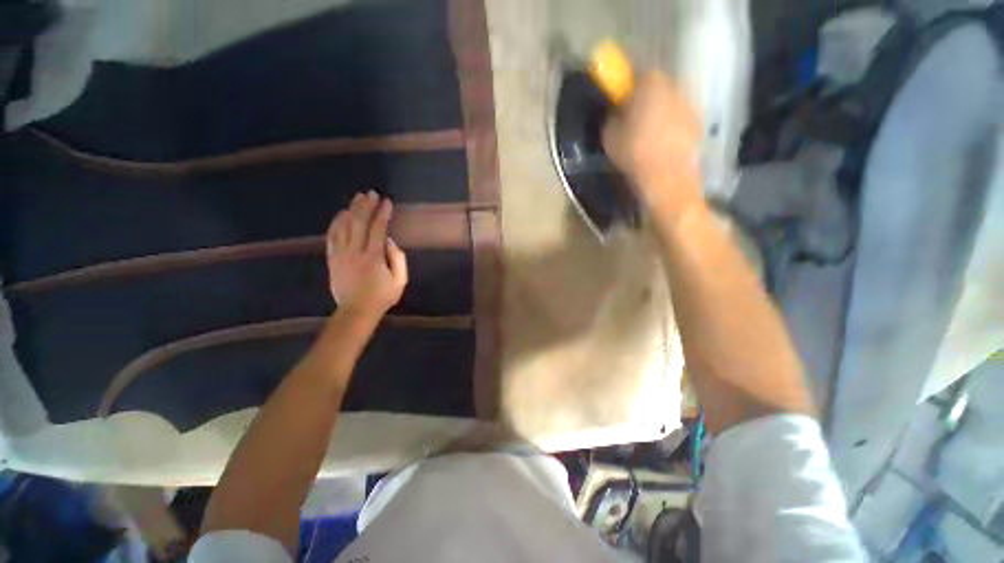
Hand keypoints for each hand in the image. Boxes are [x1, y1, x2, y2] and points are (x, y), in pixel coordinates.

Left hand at [326, 191, 408, 317]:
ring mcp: (341, 255)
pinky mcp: (332, 259)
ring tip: (357, 199)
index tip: (387, 202)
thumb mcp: (400, 281)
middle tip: (370, 193)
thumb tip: (390, 242)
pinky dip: (336, 223)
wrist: (356, 311)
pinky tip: (341, 215)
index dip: (382, 214)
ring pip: (343, 227)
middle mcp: (355, 252)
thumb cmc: (382, 297)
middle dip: (365, 206)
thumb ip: (398, 260)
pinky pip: (332, 236)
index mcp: (373, 257)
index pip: (377, 229)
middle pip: (358, 223)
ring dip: (351, 210)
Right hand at [603, 72, 702, 220]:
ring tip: (647, 136)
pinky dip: (671, 127)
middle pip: (657, 88)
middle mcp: (675, 87)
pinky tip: (661, 145)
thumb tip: (616, 113)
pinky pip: (679, 120)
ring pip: (670, 103)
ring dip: (659, 113)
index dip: (627, 89)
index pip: (638, 76)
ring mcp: (690, 105)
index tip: (620, 104)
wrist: (667, 178)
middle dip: (645, 100)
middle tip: (632, 120)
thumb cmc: (635, 153)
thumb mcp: (609, 136)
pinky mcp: (699, 124)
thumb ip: (612, 117)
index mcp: (651, 84)